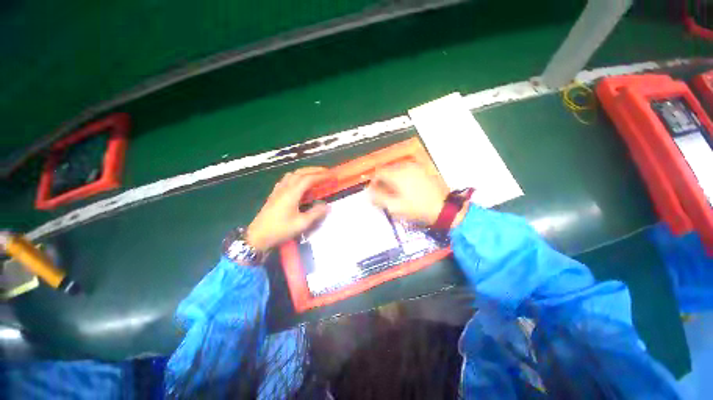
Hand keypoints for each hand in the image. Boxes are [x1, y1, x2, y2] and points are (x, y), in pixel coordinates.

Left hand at [246, 167, 330, 251]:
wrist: (258, 236)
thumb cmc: (280, 230)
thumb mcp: (301, 224)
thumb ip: (316, 213)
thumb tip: (327, 206)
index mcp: (292, 193)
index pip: (309, 179)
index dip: (321, 176)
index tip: (332, 175)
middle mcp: (285, 188)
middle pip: (300, 173)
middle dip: (314, 170)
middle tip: (326, 171)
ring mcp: (278, 190)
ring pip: (292, 174)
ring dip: (305, 172)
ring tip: (314, 175)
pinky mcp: (274, 194)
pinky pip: (286, 179)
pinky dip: (296, 177)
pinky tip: (299, 183)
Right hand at [369, 161, 463, 226]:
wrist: (444, 209)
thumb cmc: (417, 209)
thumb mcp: (394, 207)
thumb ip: (378, 198)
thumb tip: (368, 192)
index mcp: (397, 174)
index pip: (378, 173)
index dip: (373, 182)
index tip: (374, 193)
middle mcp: (406, 166)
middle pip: (387, 170)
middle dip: (382, 181)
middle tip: (384, 194)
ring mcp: (416, 167)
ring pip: (397, 170)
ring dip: (392, 179)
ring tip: (394, 192)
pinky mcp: (423, 170)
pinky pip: (406, 171)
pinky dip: (401, 177)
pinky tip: (405, 188)